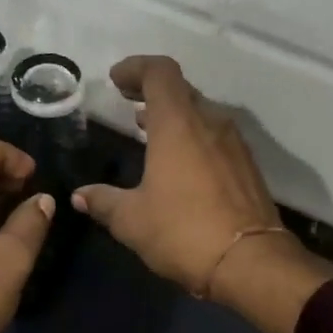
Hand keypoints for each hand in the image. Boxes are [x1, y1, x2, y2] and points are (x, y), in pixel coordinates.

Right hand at [71, 56, 332, 332]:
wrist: (251, 263)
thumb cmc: (184, 232)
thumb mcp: (132, 220)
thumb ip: (104, 201)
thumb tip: (80, 196)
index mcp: (178, 124)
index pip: (159, 72)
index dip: (136, 68)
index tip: (115, 80)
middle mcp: (210, 123)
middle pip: (181, 90)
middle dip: (152, 91)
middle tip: (128, 102)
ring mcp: (234, 145)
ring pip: (200, 114)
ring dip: (173, 115)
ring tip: (147, 128)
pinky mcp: (247, 167)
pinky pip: (214, 137)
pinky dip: (192, 137)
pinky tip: (178, 162)